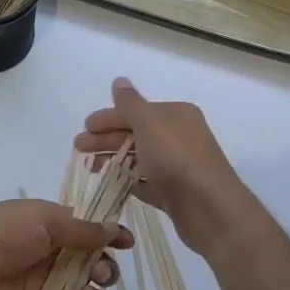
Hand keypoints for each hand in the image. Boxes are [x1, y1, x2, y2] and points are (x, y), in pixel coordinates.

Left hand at [0, 200, 127, 289]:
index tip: (127, 245)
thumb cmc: (1, 232)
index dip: (112, 240)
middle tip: (98, 275)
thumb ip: (82, 229)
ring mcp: (45, 289)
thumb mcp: (45, 220)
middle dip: (104, 273)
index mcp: (56, 228)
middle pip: (94, 269)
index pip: (93, 234)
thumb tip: (115, 229)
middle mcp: (54, 258)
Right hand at [74, 77, 258, 254]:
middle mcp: (180, 136)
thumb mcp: (149, 124)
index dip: (108, 118)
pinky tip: (112, 185)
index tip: (83, 128)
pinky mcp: (176, 192)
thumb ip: (130, 104)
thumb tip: (119, 80)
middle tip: (79, 149)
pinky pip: (148, 182)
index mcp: (176, 115)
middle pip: (136, 134)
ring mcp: (179, 165)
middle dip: (106, 139)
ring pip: (140, 158)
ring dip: (115, 160)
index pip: (135, 111)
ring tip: (91, 169)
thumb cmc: (177, 159)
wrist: (210, 209)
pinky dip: (130, 181)